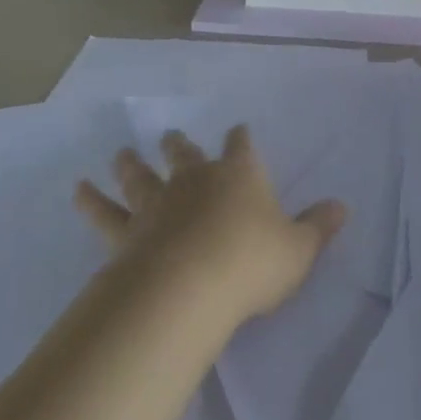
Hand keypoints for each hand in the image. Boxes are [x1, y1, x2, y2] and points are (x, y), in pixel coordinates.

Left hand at [76, 126, 346, 325]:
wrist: (190, 287)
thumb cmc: (252, 263)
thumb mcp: (299, 249)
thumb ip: (319, 227)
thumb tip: (342, 207)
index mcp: (240, 175)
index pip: (241, 147)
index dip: (240, 139)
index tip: (238, 131)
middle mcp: (196, 180)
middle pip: (186, 153)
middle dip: (181, 145)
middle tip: (172, 135)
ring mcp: (158, 203)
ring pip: (142, 176)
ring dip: (132, 164)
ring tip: (121, 153)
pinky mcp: (128, 232)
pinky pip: (105, 213)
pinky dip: (91, 201)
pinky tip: (78, 190)